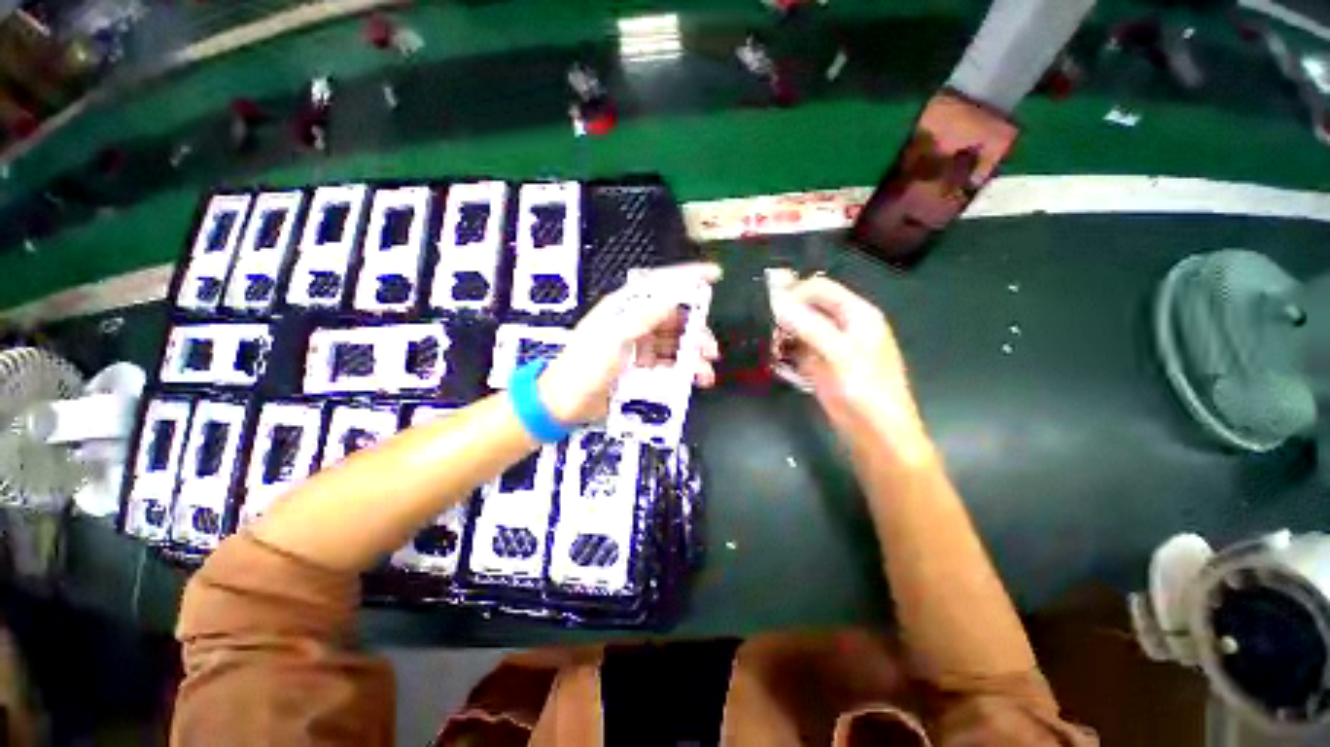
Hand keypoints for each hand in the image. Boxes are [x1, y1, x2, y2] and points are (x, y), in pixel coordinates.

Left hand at [539, 263, 721, 422]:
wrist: (565, 404)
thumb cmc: (584, 367)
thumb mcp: (613, 337)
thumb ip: (643, 317)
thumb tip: (673, 297)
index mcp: (626, 308)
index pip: (661, 285)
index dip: (688, 278)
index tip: (714, 276)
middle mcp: (636, 323)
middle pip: (676, 319)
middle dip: (697, 332)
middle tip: (710, 350)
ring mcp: (641, 347)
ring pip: (677, 344)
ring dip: (694, 357)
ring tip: (704, 374)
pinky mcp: (644, 369)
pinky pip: (671, 365)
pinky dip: (685, 372)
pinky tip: (693, 381)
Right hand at [770, 276, 930, 454]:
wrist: (877, 435)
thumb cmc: (866, 391)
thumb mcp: (839, 355)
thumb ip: (809, 327)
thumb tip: (778, 304)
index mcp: (858, 314)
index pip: (821, 289)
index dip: (794, 294)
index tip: (768, 308)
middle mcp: (845, 326)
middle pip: (809, 308)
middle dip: (786, 315)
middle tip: (764, 328)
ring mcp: (832, 347)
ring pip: (801, 329)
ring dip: (783, 334)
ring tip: (767, 344)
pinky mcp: (822, 366)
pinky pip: (799, 350)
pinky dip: (786, 352)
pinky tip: (774, 358)